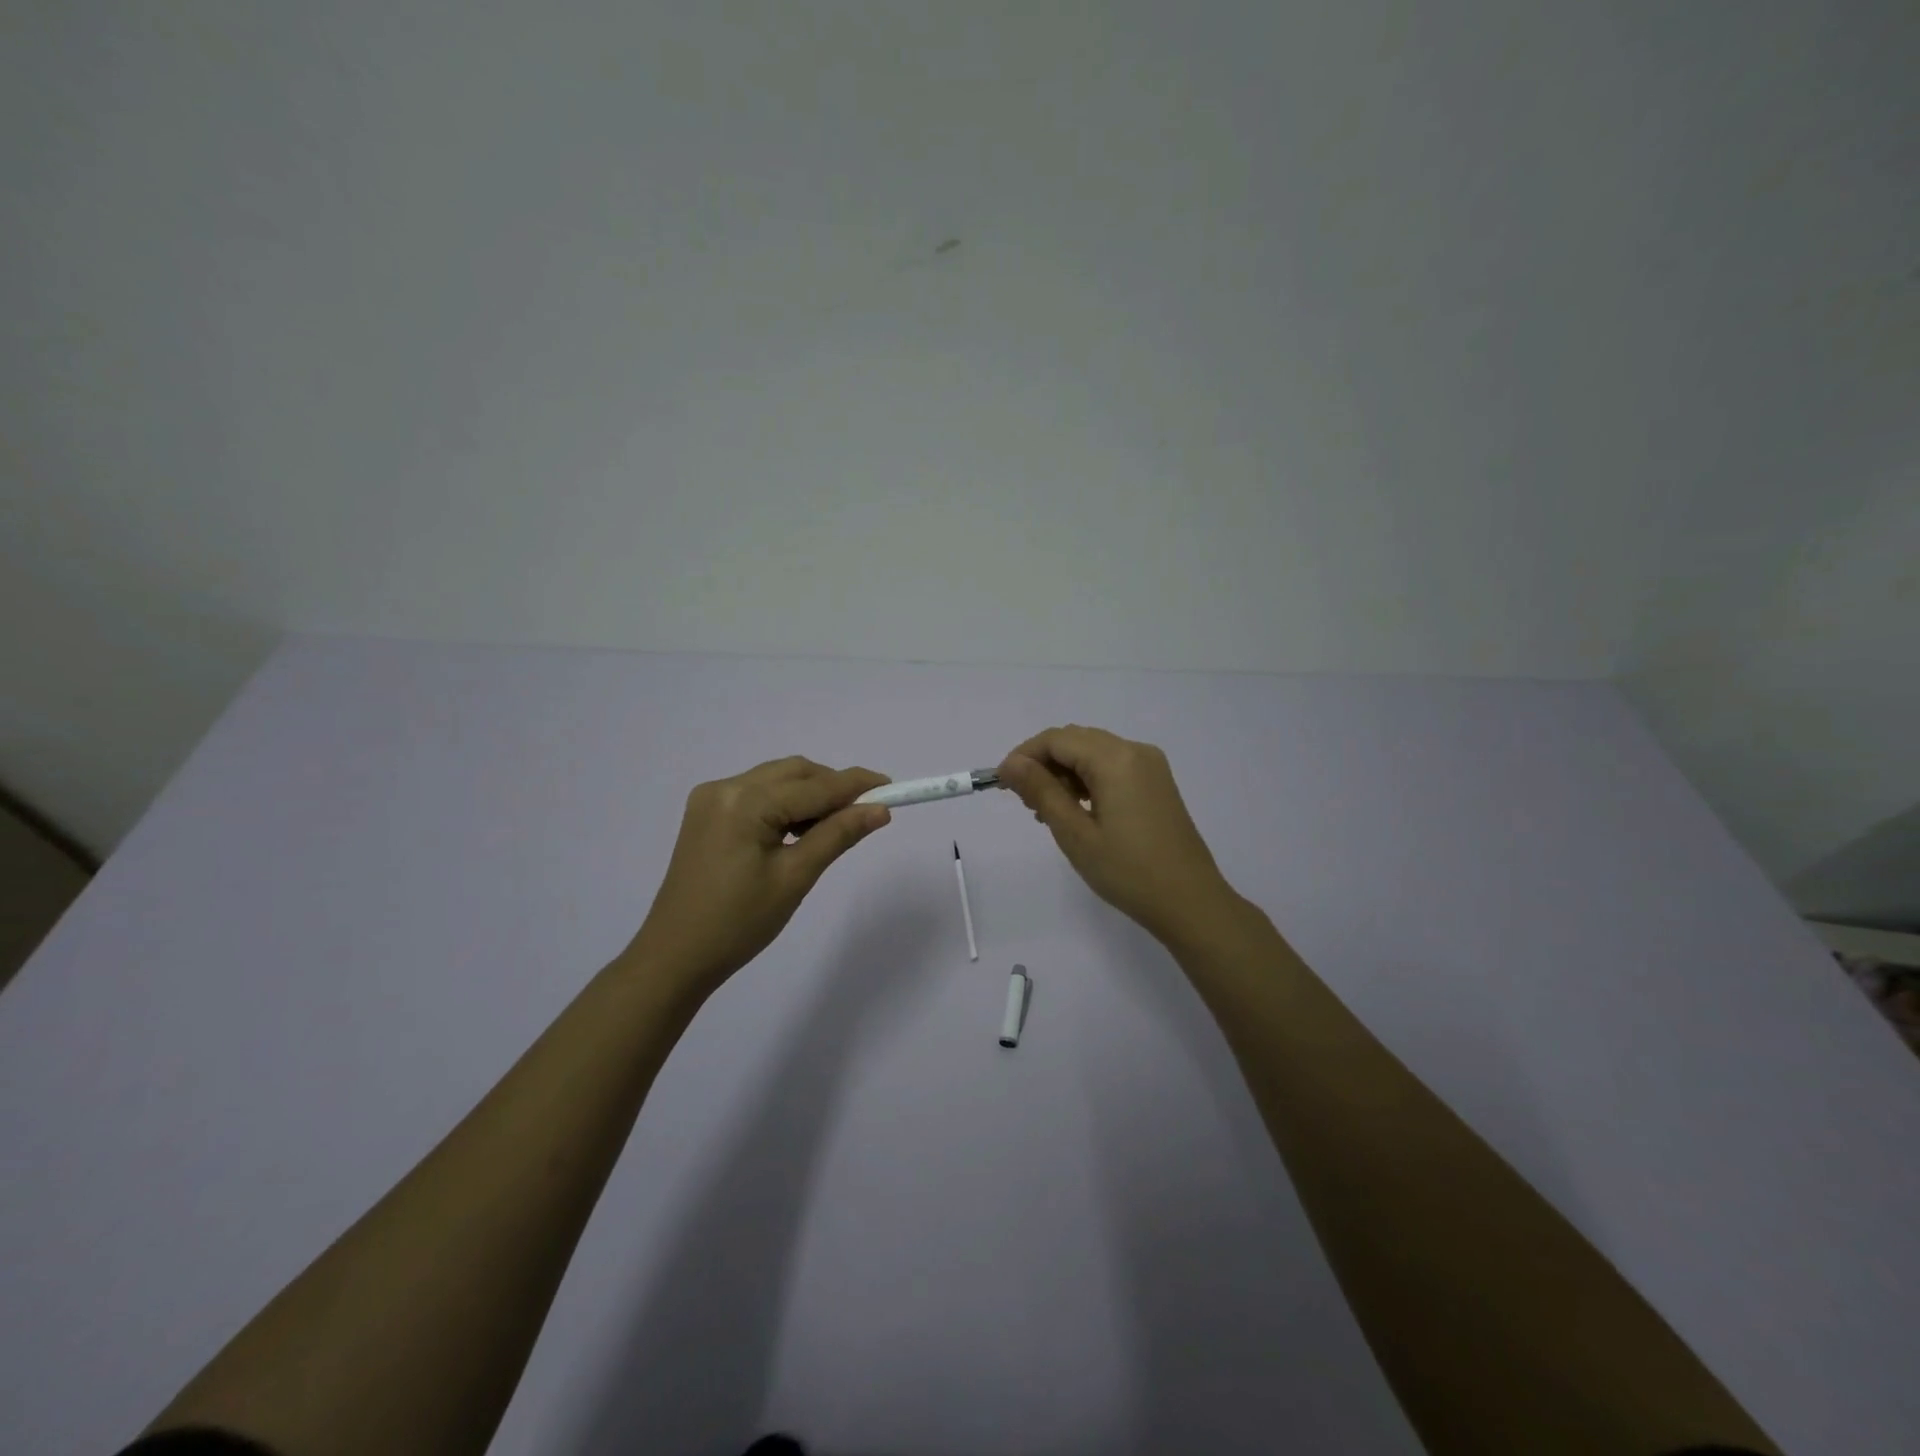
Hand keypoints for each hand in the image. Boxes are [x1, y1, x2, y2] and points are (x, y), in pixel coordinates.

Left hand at [626, 757, 890, 994]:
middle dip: (832, 787)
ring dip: (809, 795)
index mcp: (744, 802)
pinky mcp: (706, 813)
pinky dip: (784, 804)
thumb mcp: (795, 878)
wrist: (675, 957)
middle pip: (794, 772)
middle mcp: (725, 787)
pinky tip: (798, 831)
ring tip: (832, 828)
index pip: (814, 786)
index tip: (892, 787)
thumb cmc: (739, 923)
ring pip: (777, 780)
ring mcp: (711, 798)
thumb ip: (838, 835)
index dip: (855, 786)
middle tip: (865, 813)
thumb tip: (879, 810)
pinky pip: (757, 794)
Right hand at [998, 725, 1239, 945]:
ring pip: (1093, 753)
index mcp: (1116, 759)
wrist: (1190, 902)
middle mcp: (1135, 751)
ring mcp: (1150, 766)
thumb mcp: (1075, 833)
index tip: (1001, 784)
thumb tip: (1010, 763)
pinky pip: (1112, 767)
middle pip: (1076, 741)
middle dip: (1043, 763)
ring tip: (1045, 811)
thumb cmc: (1128, 871)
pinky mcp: (1156, 783)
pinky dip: (1087, 780)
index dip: (1024, 755)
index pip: (1057, 739)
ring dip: (1064, 772)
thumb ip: (1041, 791)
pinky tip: (1074, 809)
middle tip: (1023, 801)